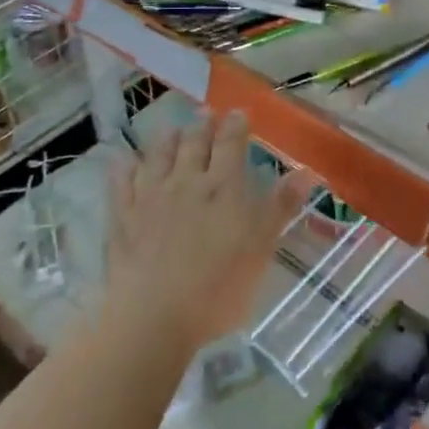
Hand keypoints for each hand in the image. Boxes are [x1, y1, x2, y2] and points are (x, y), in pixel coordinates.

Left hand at [103, 111, 310, 353]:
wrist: (155, 316)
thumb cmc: (218, 287)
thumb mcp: (261, 248)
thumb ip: (281, 207)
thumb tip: (305, 171)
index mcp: (223, 187)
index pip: (230, 144)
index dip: (235, 125)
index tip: (238, 112)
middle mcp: (187, 181)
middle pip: (194, 143)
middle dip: (202, 125)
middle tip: (205, 113)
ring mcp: (150, 196)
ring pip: (159, 155)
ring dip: (167, 139)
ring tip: (171, 129)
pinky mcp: (123, 217)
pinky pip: (122, 182)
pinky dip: (125, 167)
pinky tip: (125, 161)